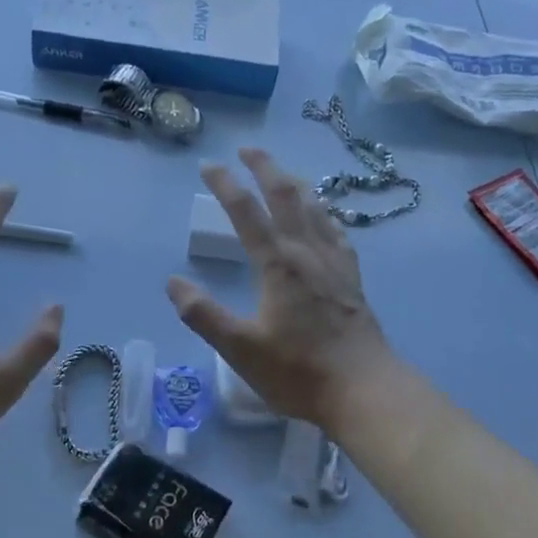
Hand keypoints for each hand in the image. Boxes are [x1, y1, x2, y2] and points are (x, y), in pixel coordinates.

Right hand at [167, 148, 393, 429]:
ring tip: (280, 173)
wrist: (363, 389)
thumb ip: (204, 315)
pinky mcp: (352, 278)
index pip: (246, 211)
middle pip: (286, 195)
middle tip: (247, 149)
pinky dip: (323, 213)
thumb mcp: (240, 349)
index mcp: (277, 265)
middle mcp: (307, 252)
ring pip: (314, 207)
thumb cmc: (298, 371)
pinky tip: (323, 216)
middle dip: (265, 167)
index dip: (225, 184)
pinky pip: (337, 231)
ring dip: (294, 183)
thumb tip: (173, 283)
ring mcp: (335, 263)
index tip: (209, 165)